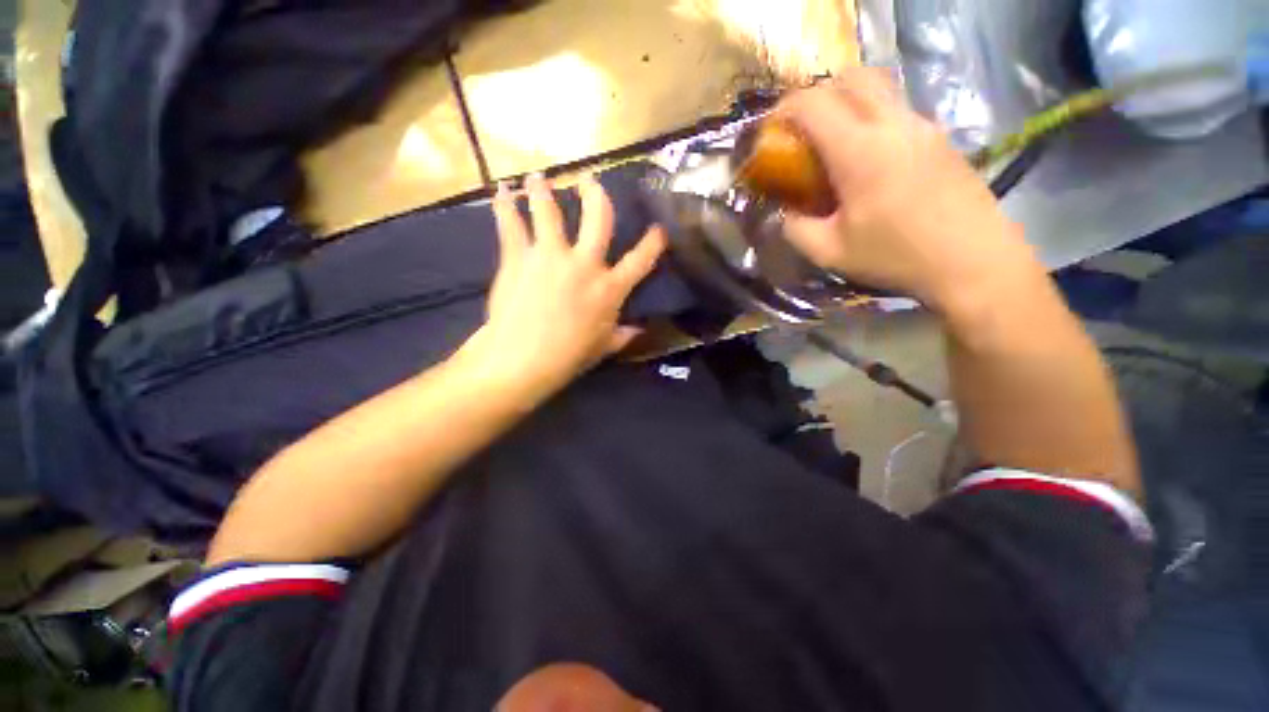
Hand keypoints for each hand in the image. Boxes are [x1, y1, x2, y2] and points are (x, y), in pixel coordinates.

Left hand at [462, 173, 666, 398]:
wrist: (522, 360)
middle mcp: (584, 264)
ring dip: (544, 190)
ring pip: (549, 211)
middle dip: (595, 194)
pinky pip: (510, 225)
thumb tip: (639, 331)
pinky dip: (504, 206)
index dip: (653, 243)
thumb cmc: (568, 357)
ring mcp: (550, 257)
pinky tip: (501, 191)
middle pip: (597, 217)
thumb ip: (622, 335)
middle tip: (589, 180)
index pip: (640, 260)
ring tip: (539, 177)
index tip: (659, 229)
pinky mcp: (519, 257)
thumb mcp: (602, 348)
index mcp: (609, 289)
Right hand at [778, 70, 1040, 312]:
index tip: (772, 129)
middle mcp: (893, 124)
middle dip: (819, 94)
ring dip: (848, 105)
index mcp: (859, 151)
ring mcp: (922, 126)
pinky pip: (898, 111)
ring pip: (879, 90)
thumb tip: (785, 214)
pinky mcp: (940, 138)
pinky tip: (869, 161)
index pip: (814, 104)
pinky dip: (872, 120)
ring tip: (834, 146)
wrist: (972, 261)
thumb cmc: (895, 257)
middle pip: (852, 78)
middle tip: (804, 129)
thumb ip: (796, 229)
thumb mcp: (829, 253)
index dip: (785, 109)